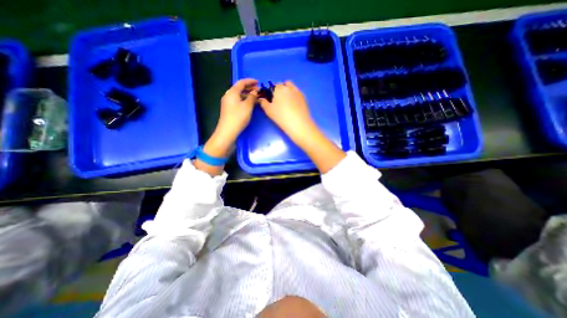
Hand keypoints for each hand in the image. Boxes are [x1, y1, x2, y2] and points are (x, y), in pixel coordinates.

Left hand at [215, 79, 257, 141]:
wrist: (228, 131)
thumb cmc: (238, 117)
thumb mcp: (248, 106)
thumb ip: (252, 97)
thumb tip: (255, 91)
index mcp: (232, 92)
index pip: (241, 82)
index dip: (250, 81)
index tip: (258, 82)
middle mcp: (228, 95)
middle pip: (239, 88)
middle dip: (249, 88)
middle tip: (259, 90)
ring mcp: (227, 102)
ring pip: (238, 95)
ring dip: (247, 94)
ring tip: (256, 97)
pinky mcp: (228, 108)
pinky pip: (237, 100)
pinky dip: (244, 99)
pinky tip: (250, 103)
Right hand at [259, 81, 316, 139]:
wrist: (298, 124)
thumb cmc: (281, 116)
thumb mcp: (268, 110)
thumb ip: (263, 102)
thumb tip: (261, 99)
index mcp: (279, 89)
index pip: (274, 85)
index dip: (272, 91)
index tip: (271, 99)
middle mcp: (289, 87)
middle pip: (284, 84)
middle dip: (281, 89)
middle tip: (279, 100)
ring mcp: (298, 92)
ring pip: (292, 87)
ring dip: (288, 90)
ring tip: (287, 101)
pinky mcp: (304, 98)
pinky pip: (297, 93)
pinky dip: (294, 95)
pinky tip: (294, 105)